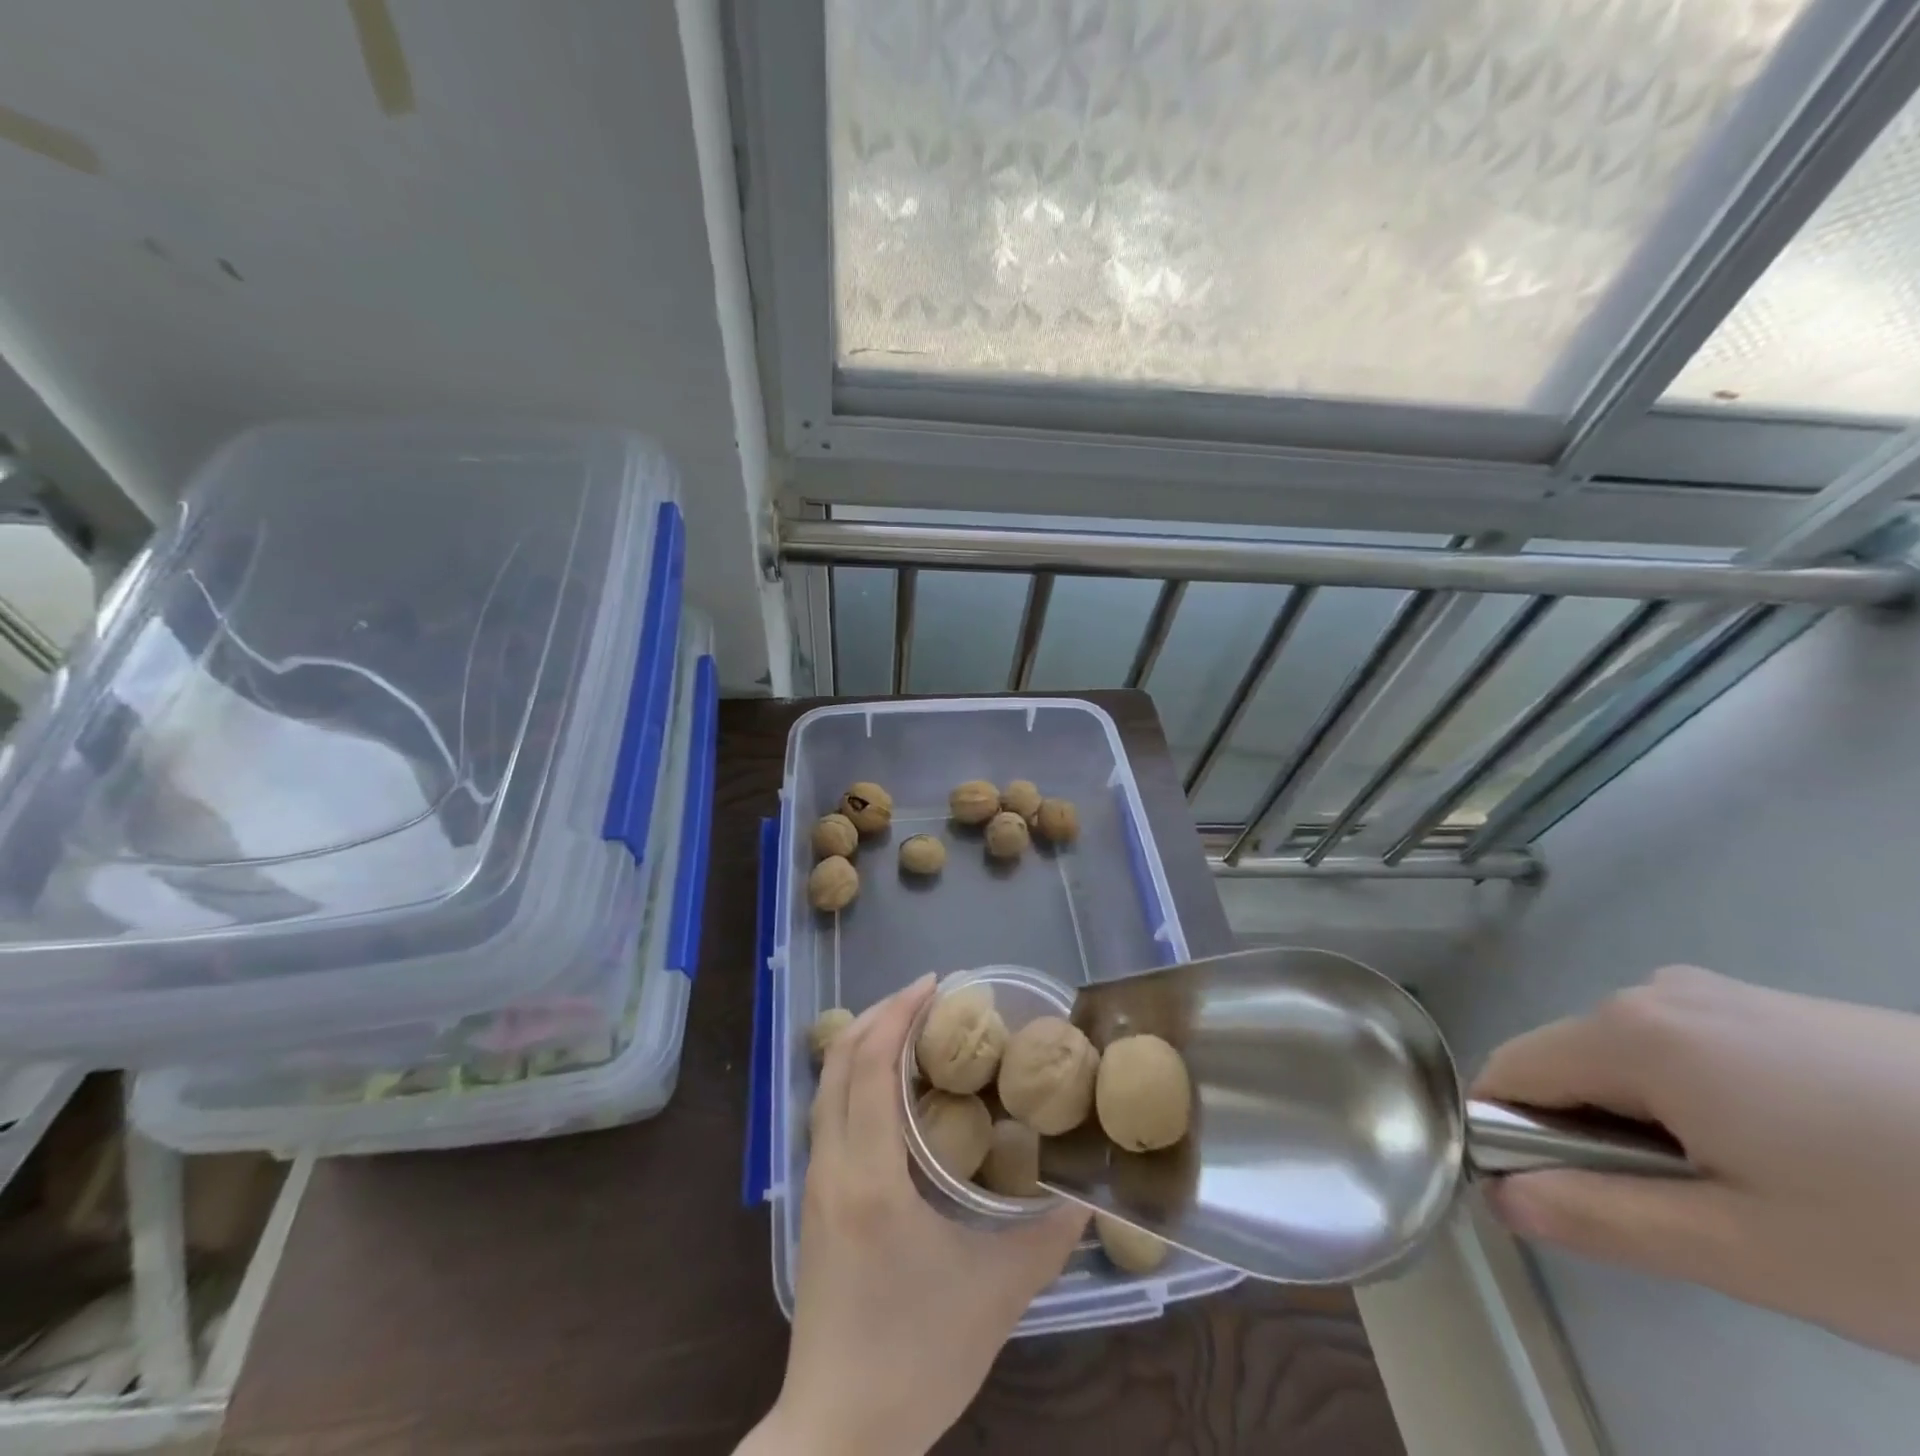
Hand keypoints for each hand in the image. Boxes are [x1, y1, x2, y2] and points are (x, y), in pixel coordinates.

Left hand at [742, 975, 1087, 1455]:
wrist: (838, 1434)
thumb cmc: (915, 1358)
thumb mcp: (995, 1294)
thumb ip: (1047, 1237)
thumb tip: (1088, 1190)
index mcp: (869, 1176)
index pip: (870, 1066)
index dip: (898, 1014)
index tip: (936, 984)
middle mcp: (831, 1166)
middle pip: (839, 1063)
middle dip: (879, 1015)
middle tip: (928, 997)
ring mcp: (816, 1184)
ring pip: (827, 1087)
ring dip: (863, 1044)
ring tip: (910, 1029)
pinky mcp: (815, 1203)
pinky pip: (828, 1114)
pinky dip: (855, 1078)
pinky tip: (891, 1090)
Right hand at [1474, 965, 1919, 1360]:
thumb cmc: (1913, 1226)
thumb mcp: (1751, 1252)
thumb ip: (1602, 1218)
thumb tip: (1501, 1199)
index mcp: (1629, 1031)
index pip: (1509, 1073)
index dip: (1510, 1137)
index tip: (1568, 1204)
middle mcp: (1657, 991)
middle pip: (1571, 1066)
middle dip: (1595, 1138)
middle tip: (1693, 1220)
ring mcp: (1723, 993)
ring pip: (1632, 1064)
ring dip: (1653, 1127)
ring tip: (1761, 1198)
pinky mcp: (1779, 1009)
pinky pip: (1690, 1053)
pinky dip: (1705, 1107)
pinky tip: (1803, 1161)